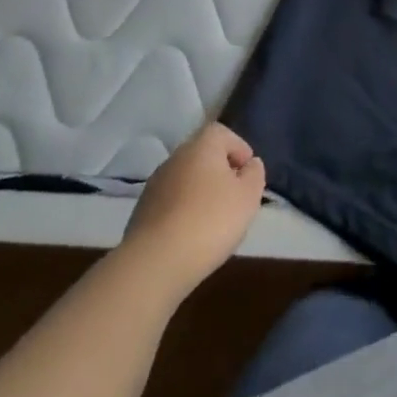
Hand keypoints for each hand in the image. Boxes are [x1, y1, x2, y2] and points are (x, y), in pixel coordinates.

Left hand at [122, 123, 265, 296]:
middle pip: (202, 157)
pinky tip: (190, 236)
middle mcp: (175, 158)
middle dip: (220, 174)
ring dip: (200, 194)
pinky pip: (170, 204)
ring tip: (213, 222)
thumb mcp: (249, 196)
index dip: (239, 149)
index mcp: (201, 146)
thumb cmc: (210, 221)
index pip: (222, 133)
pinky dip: (182, 213)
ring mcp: (154, 185)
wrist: (154, 263)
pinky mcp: (141, 213)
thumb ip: (255, 174)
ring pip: (185, 181)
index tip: (247, 175)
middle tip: (234, 199)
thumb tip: (250, 165)